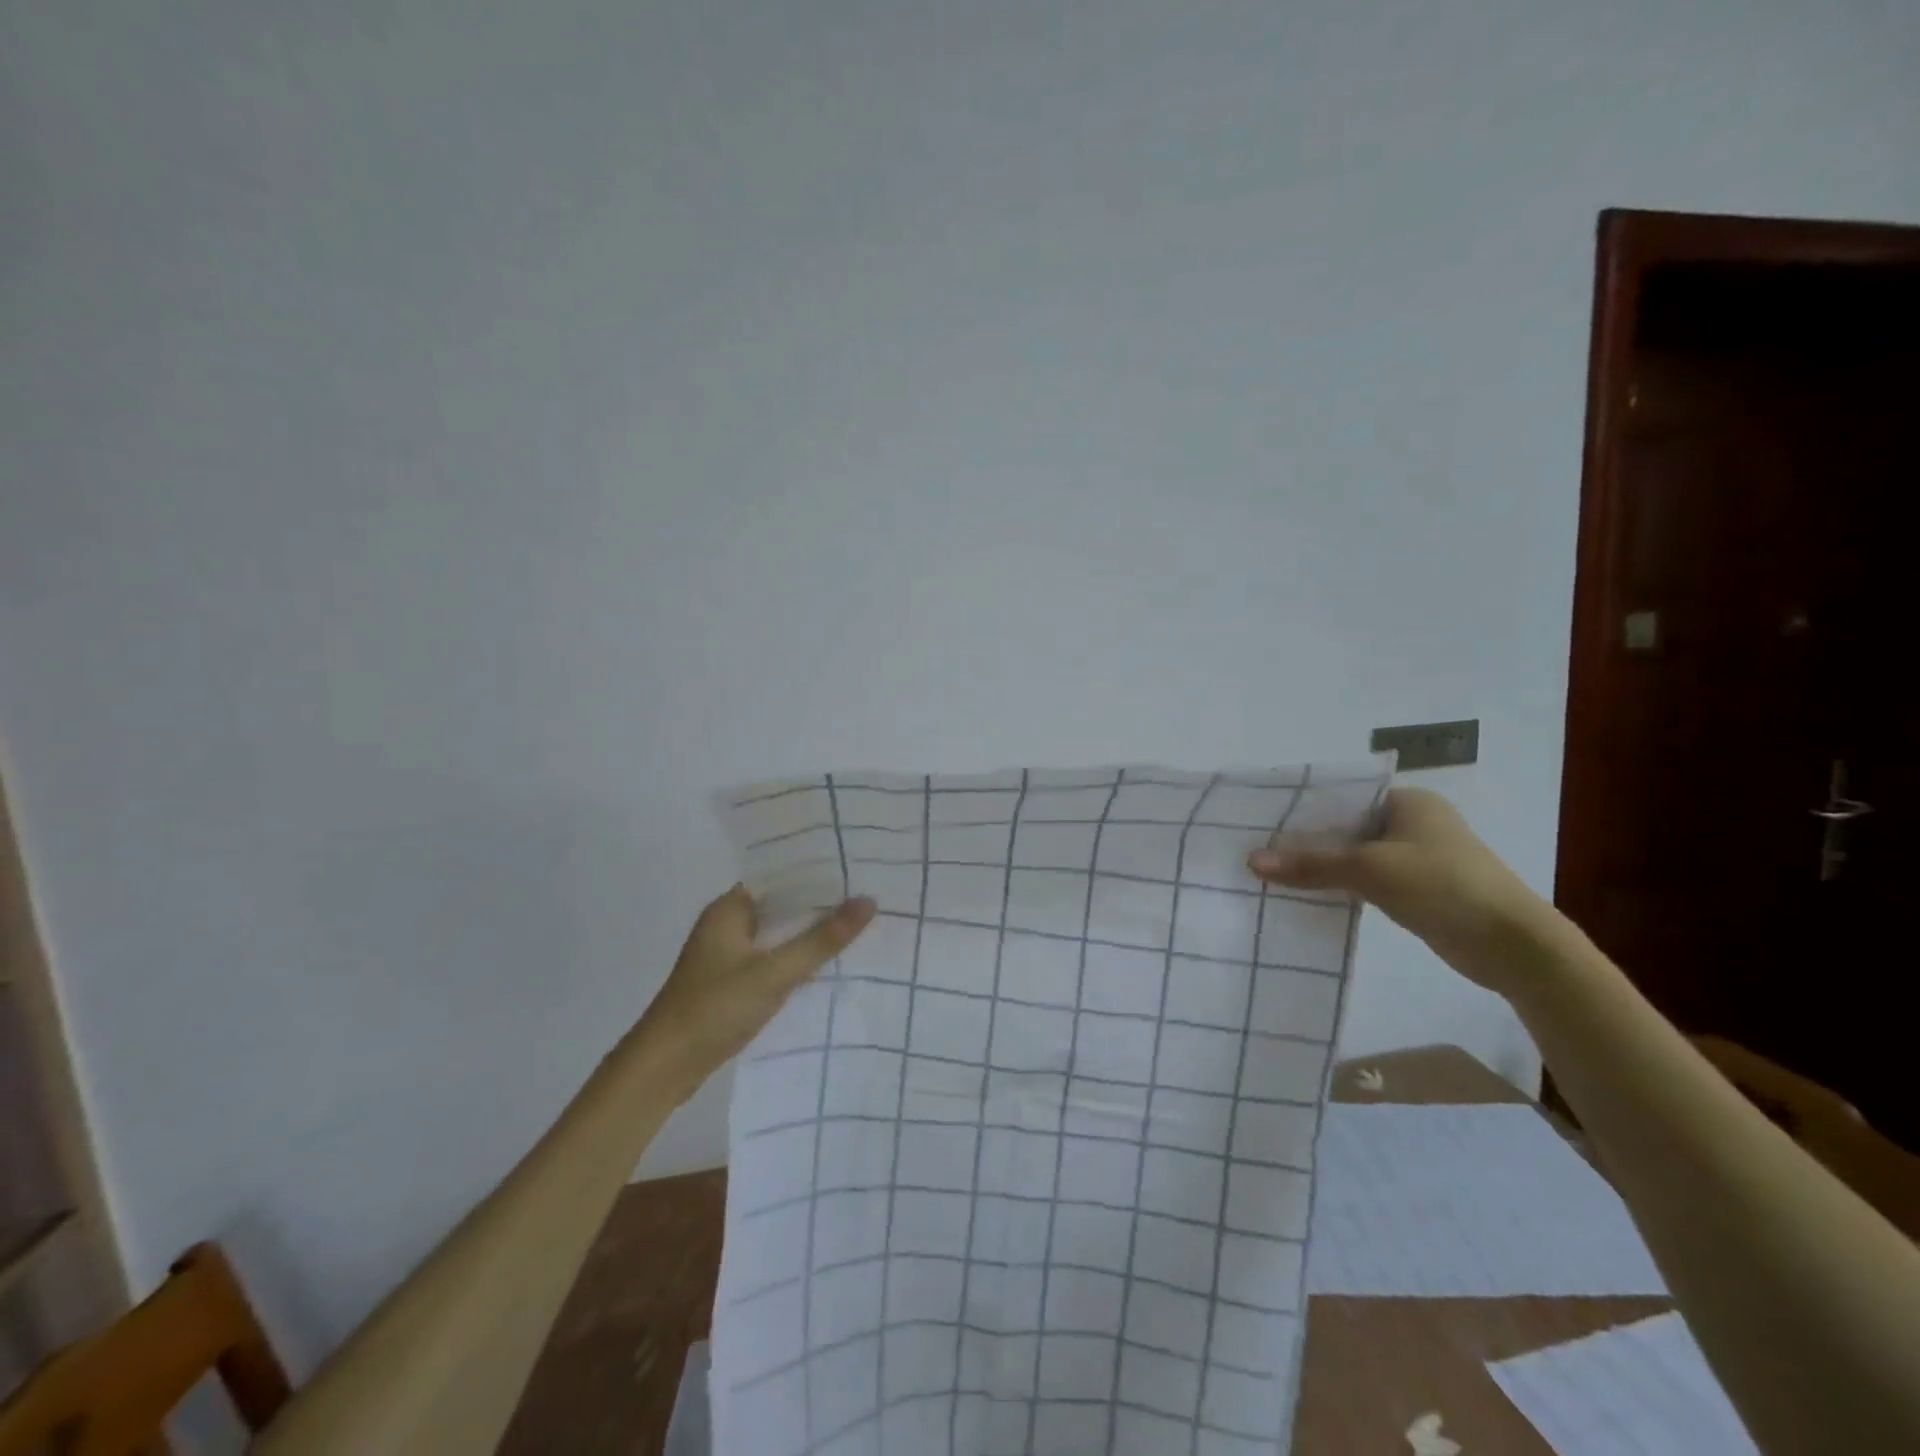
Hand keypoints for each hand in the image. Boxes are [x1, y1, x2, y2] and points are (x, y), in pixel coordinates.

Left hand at [641, 886, 875, 1084]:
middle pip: (782, 907)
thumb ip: (822, 939)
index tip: (858, 870)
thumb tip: (868, 901)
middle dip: (820, 906)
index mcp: (730, 909)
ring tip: (859, 928)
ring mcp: (727, 956)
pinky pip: (772, 961)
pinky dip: (795, 961)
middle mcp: (727, 925)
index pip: (781, 877)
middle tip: (869, 899)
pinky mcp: (730, 984)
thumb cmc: (715, 1008)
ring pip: (778, 936)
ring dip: (809, 936)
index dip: (818, 873)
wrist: (664, 1068)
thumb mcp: (775, 972)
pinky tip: (827, 966)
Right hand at [1246, 787, 1552, 995]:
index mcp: (1408, 801)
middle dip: (1307, 840)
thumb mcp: (1370, 871)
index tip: (1262, 821)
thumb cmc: (1444, 887)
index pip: (1342, 796)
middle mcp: (1413, 821)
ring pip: (1355, 854)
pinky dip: (1342, 885)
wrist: (1514, 945)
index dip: (1302, 808)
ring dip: (1323, 865)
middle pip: (1346, 826)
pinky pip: (1368, 879)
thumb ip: (1311, 865)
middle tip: (1259, 848)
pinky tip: (1309, 894)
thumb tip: (1251, 861)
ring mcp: (1419, 856)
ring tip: (1273, 872)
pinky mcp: (1420, 888)